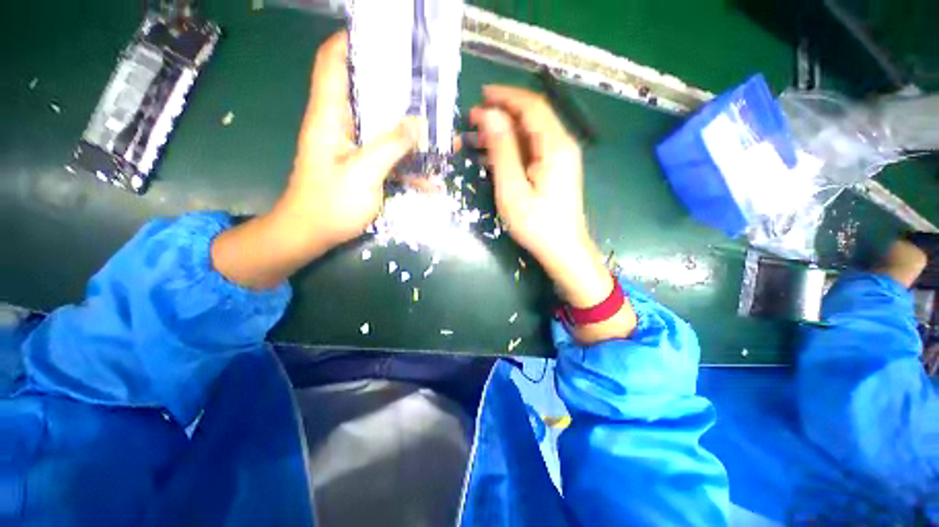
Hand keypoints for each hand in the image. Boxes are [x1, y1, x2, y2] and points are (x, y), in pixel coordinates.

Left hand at [282, 31, 421, 250]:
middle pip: (368, 92)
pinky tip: (432, 179)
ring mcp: (354, 147)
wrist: (313, 234)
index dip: (353, 42)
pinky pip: (390, 157)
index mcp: (330, 116)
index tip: (385, 38)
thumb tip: (418, 122)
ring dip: (411, 132)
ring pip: (384, 127)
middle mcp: (342, 125)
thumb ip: (391, 145)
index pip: (334, 62)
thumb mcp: (363, 173)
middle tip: (427, 87)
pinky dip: (410, 164)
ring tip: (441, 134)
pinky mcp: (364, 166)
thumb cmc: (330, 203)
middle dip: (397, 88)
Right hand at [471, 86, 635, 340]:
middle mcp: (562, 145)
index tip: (480, 96)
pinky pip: (531, 151)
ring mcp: (560, 159)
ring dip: (503, 133)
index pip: (531, 106)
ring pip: (529, 134)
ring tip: (476, 139)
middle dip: (501, 115)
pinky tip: (492, 158)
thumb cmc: (537, 225)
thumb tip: (489, 115)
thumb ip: (502, 151)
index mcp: (555, 146)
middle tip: (471, 121)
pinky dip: (511, 150)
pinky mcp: (555, 171)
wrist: (563, 251)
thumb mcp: (513, 189)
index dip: (505, 96)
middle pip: (531, 118)